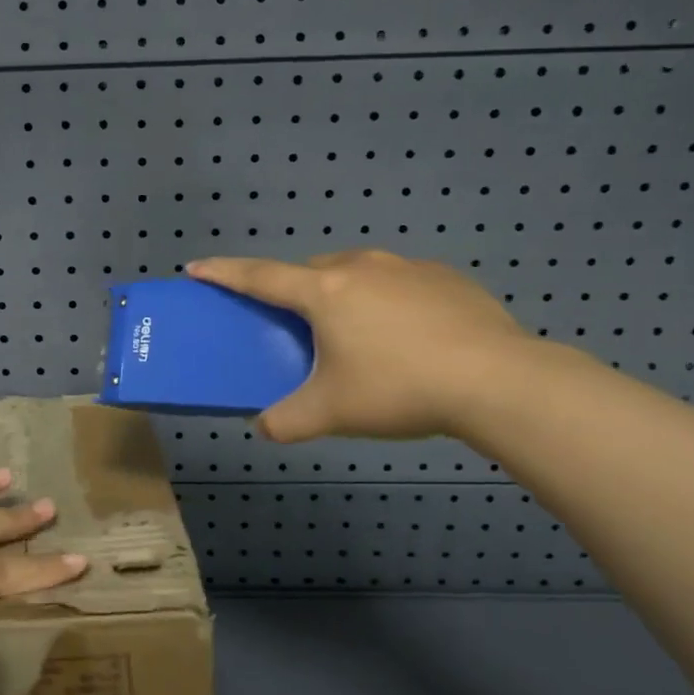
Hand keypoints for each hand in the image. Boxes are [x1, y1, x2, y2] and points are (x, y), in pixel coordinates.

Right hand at [188, 249, 535, 442]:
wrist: (497, 381)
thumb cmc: (400, 389)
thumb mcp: (332, 413)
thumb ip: (287, 421)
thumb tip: (264, 428)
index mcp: (324, 292)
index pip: (259, 277)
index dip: (223, 272)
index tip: (196, 265)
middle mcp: (360, 267)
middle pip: (311, 271)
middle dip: (296, 291)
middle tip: (300, 327)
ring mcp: (407, 268)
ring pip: (357, 273)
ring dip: (344, 293)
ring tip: (359, 335)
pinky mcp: (446, 278)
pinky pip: (400, 283)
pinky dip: (389, 301)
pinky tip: (409, 338)